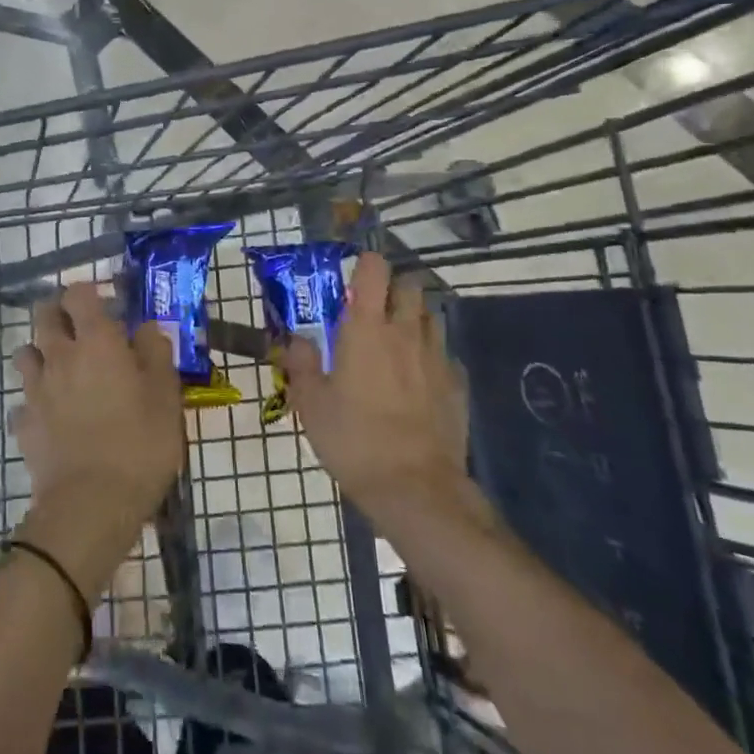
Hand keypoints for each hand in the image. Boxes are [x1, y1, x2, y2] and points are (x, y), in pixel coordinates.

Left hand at [9, 284, 184, 595]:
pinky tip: (53, 416)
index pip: (78, 294)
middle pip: (44, 315)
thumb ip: (156, 352)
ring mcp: (36, 390)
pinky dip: (36, 400)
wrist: (90, 506)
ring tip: (64, 370)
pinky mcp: (23, 424)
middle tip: (82, 330)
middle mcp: (60, 356)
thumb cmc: (139, 444)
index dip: (88, 292)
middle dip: (59, 313)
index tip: (105, 304)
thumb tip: (146, 327)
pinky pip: (24, 400)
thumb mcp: (166, 397)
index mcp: (96, 342)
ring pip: (26, 353)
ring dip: (42, 352)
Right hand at [280, 252, 476, 521]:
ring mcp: (436, 357)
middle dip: (393, 288)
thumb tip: (296, 340)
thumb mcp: (311, 404)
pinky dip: (431, 355)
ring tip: (396, 340)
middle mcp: (404, 332)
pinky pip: (445, 354)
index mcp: (366, 328)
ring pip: (430, 316)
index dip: (365, 264)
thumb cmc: (354, 440)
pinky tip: (418, 378)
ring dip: (414, 317)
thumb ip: (301, 364)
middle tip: (373, 310)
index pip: (374, 269)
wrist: (415, 489)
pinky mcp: (456, 385)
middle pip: (409, 285)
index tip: (352, 278)